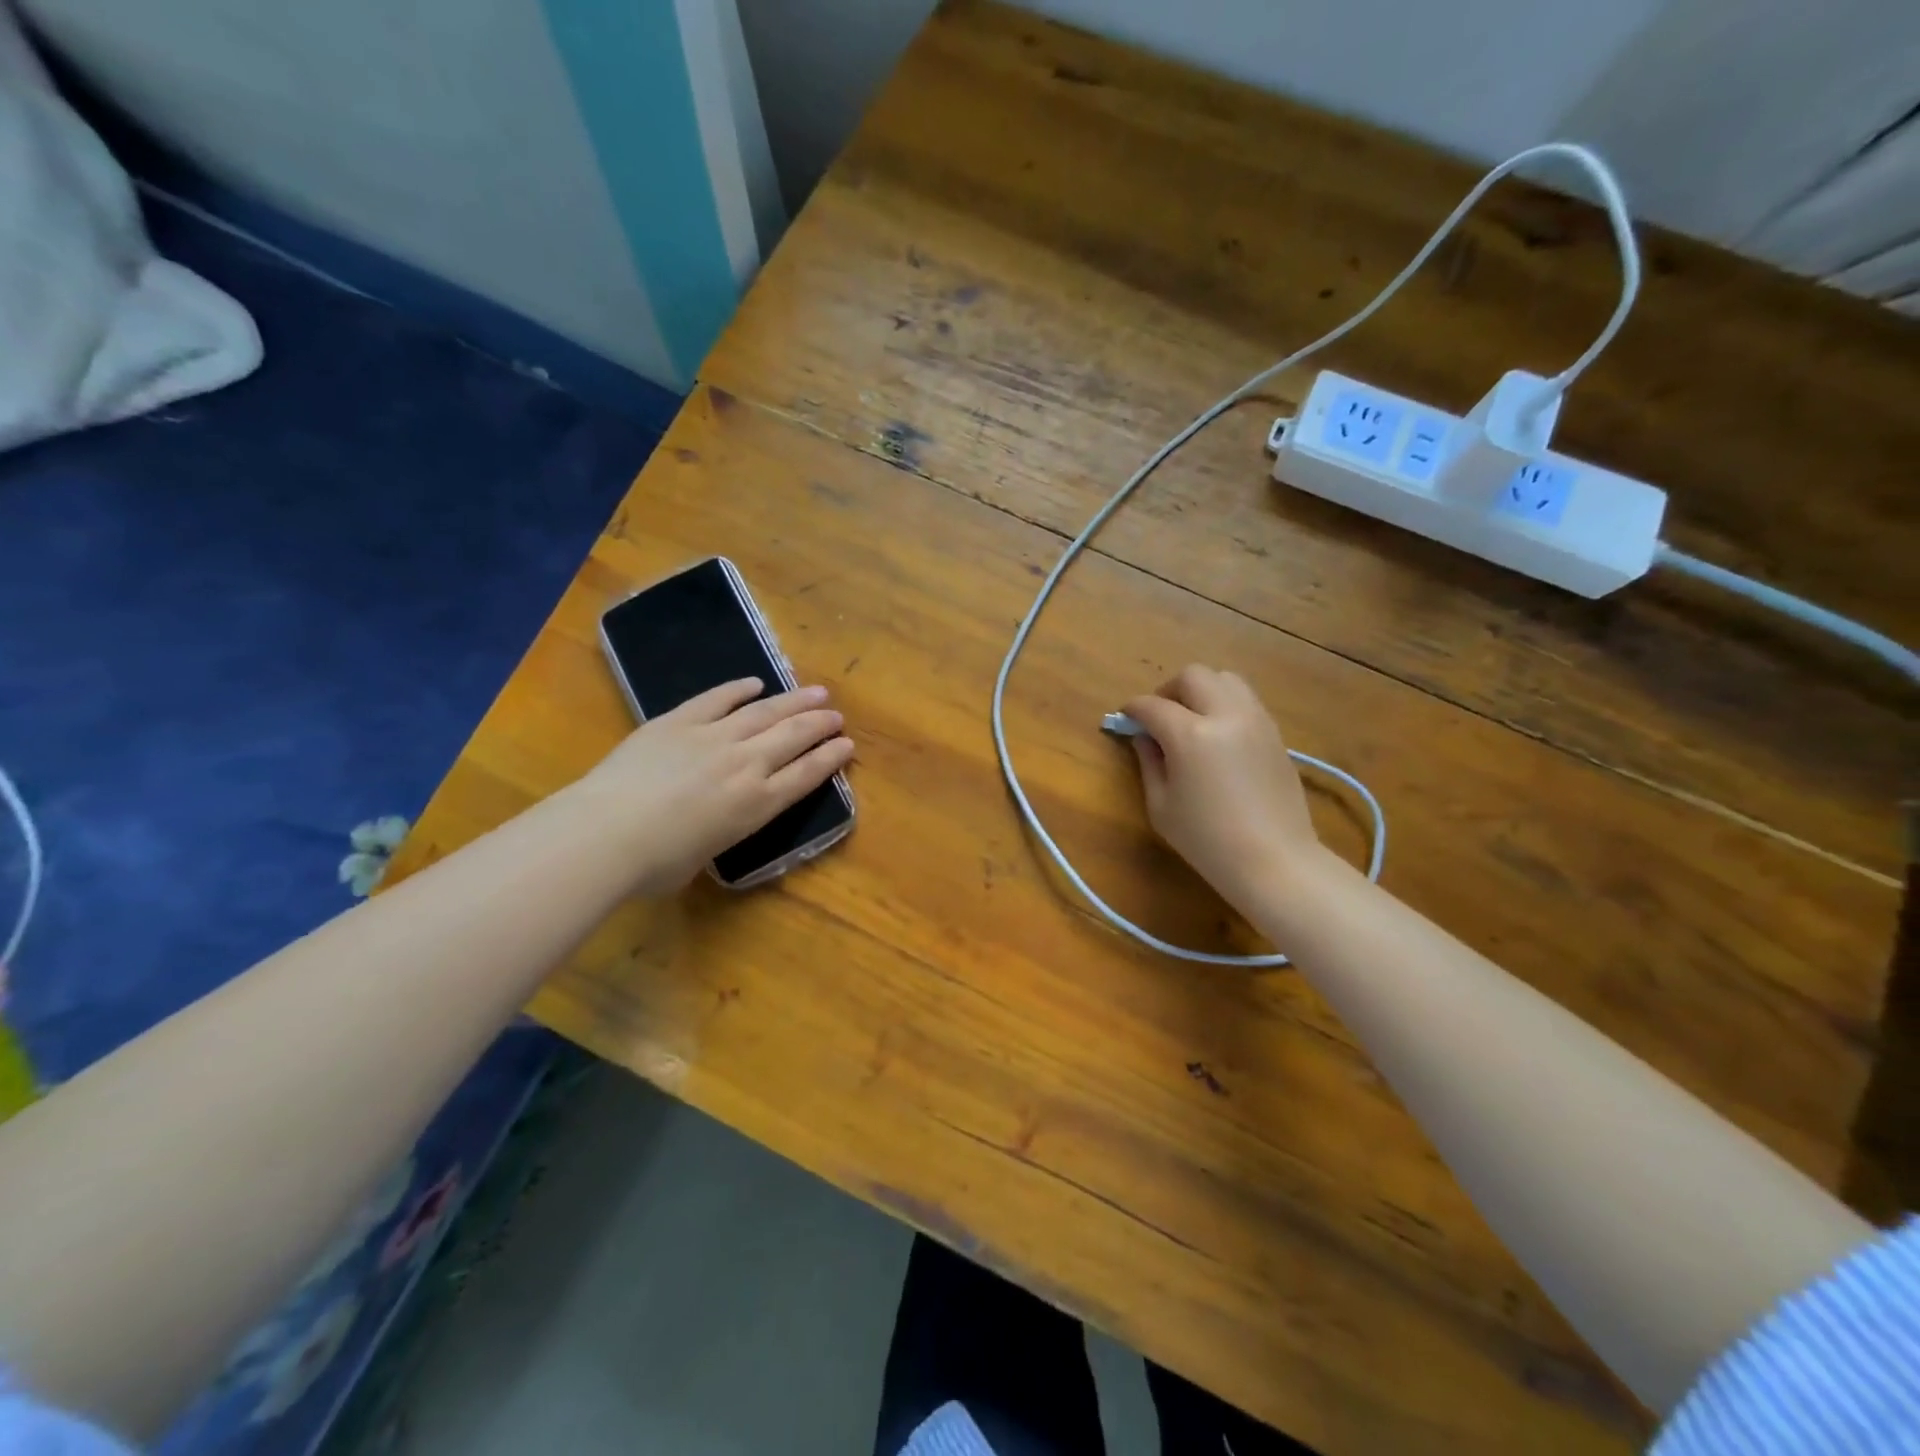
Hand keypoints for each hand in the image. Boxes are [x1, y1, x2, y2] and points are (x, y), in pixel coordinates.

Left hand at [579, 677, 853, 894]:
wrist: (607, 832)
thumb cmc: (655, 865)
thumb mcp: (701, 859)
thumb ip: (714, 835)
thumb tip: (706, 826)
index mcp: (756, 805)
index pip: (805, 775)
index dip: (829, 758)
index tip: (847, 744)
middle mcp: (745, 765)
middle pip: (793, 737)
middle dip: (819, 724)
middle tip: (836, 715)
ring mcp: (713, 737)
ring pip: (764, 712)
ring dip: (793, 701)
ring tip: (815, 691)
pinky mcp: (679, 721)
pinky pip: (717, 699)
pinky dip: (738, 689)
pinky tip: (755, 683)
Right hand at [1122, 665, 1320, 916]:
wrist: (1274, 861)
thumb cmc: (1207, 841)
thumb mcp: (1161, 806)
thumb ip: (1149, 763)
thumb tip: (1144, 737)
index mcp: (1190, 735)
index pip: (1152, 705)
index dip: (1133, 710)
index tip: (1125, 719)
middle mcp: (1226, 715)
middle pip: (1192, 676)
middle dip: (1168, 690)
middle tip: (1158, 717)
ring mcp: (1256, 720)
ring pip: (1225, 679)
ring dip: (1201, 690)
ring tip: (1191, 719)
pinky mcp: (1275, 733)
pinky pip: (1246, 700)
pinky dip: (1225, 704)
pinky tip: (1217, 735)